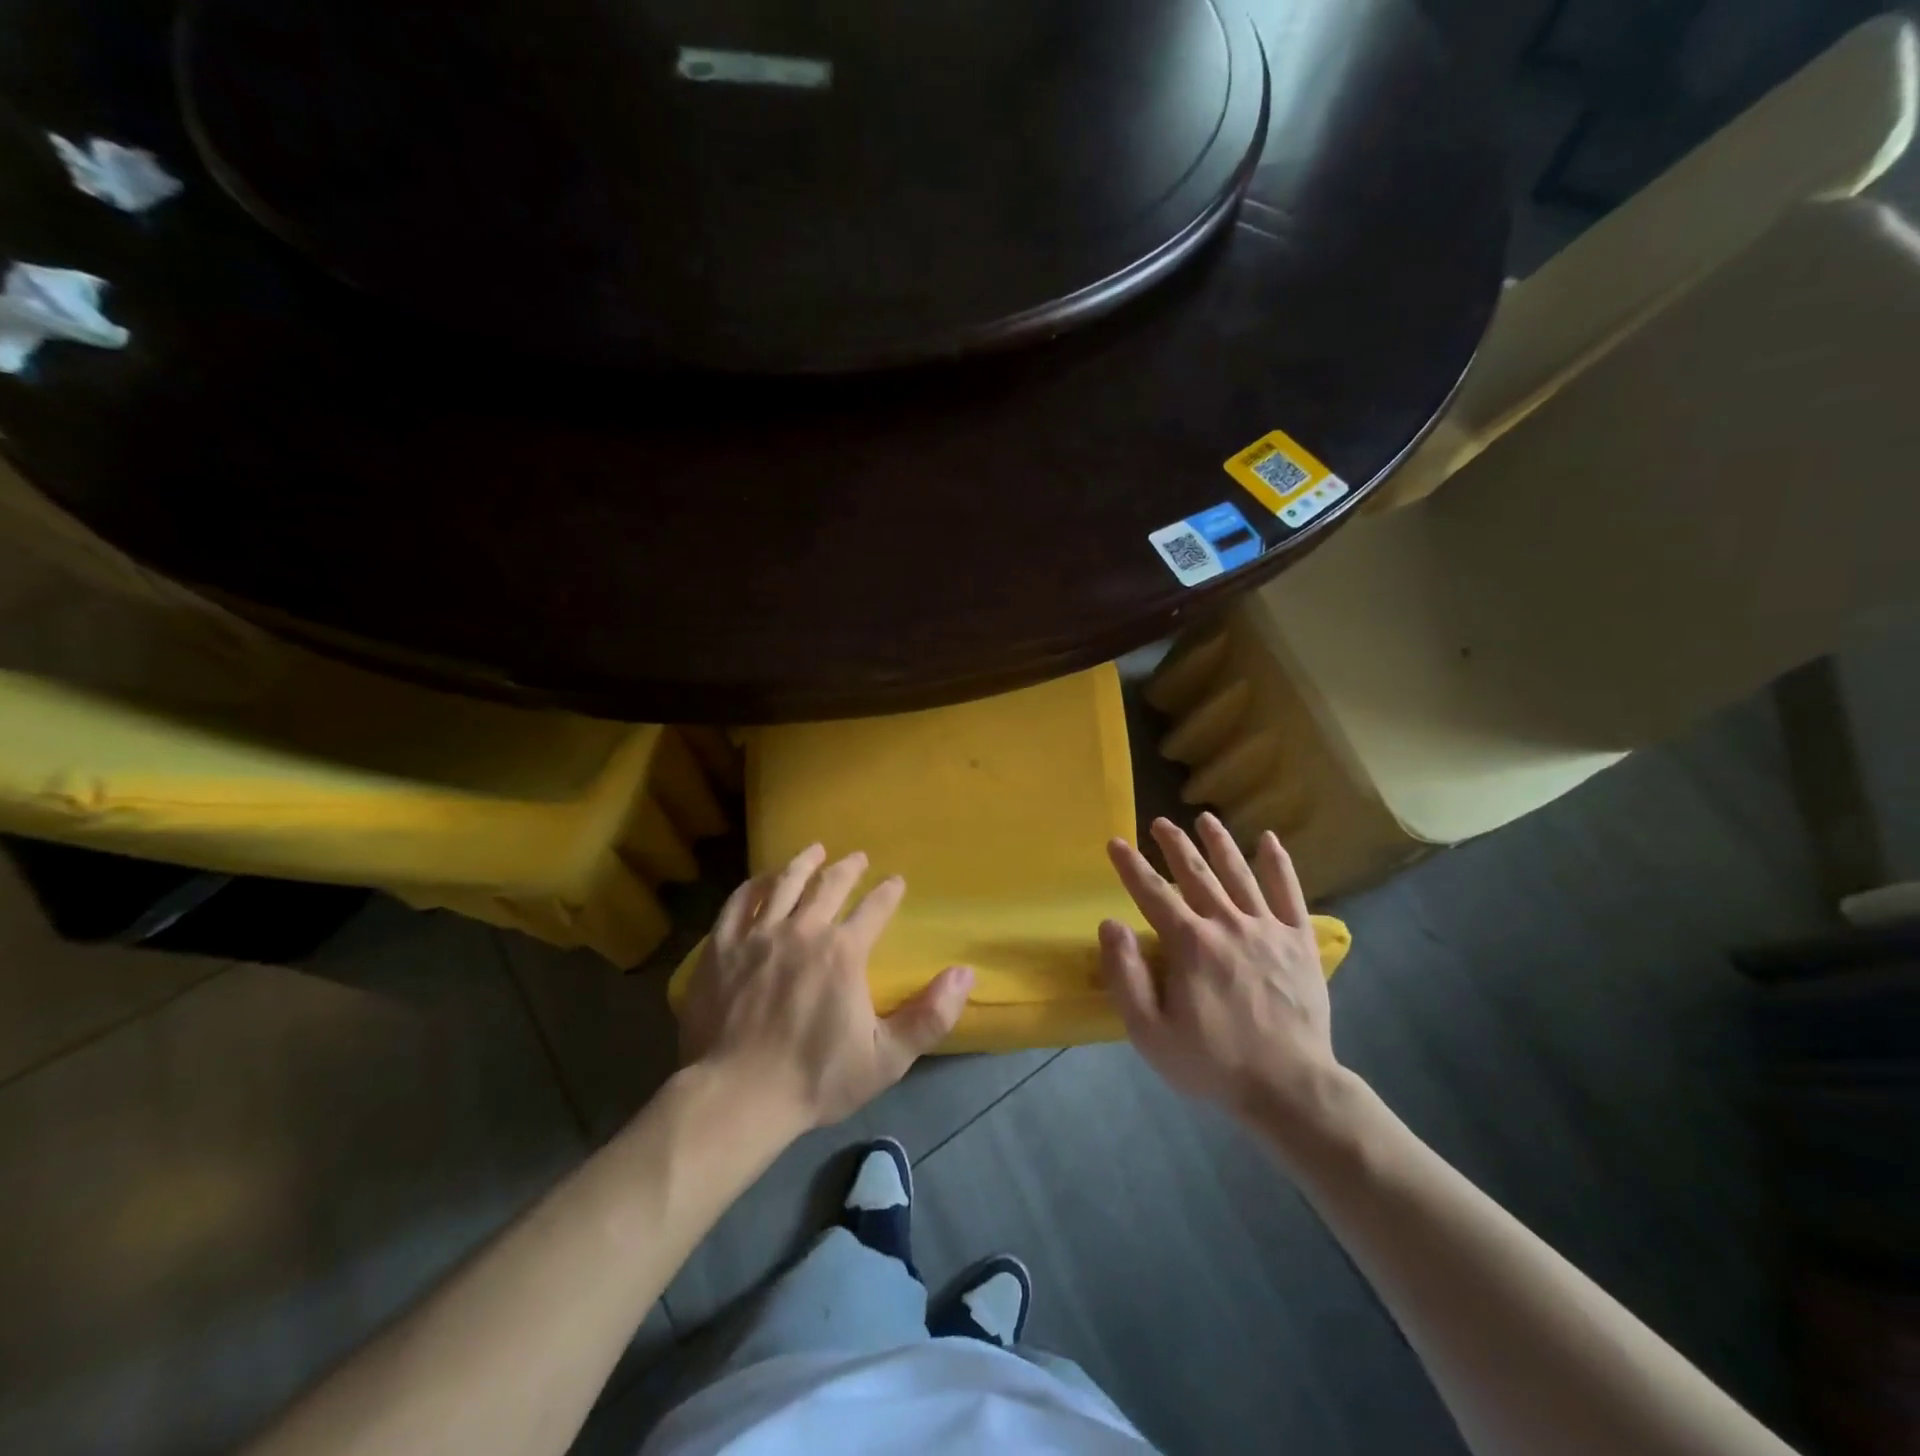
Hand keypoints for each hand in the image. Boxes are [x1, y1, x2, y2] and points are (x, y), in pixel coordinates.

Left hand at [679, 845, 974, 1129]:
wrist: (737, 1097)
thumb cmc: (815, 1078)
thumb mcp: (886, 1058)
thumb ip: (930, 1016)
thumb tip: (965, 973)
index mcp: (843, 951)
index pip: (874, 908)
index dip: (888, 892)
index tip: (896, 881)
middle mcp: (802, 930)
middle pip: (829, 885)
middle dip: (848, 868)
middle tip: (858, 857)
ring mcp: (758, 935)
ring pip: (785, 883)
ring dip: (804, 863)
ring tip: (815, 850)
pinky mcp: (722, 947)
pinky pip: (739, 902)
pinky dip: (755, 885)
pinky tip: (763, 879)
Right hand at [1100, 815, 1339, 1121]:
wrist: (1290, 1087)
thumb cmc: (1213, 1062)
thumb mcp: (1150, 1032)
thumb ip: (1126, 975)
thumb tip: (1111, 924)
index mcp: (1190, 943)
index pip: (1152, 893)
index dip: (1130, 866)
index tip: (1115, 842)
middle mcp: (1227, 923)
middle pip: (1195, 873)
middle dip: (1174, 844)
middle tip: (1160, 822)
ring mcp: (1267, 928)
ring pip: (1239, 873)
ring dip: (1219, 843)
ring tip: (1205, 819)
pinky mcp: (1299, 941)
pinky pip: (1289, 892)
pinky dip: (1278, 864)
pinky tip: (1269, 840)